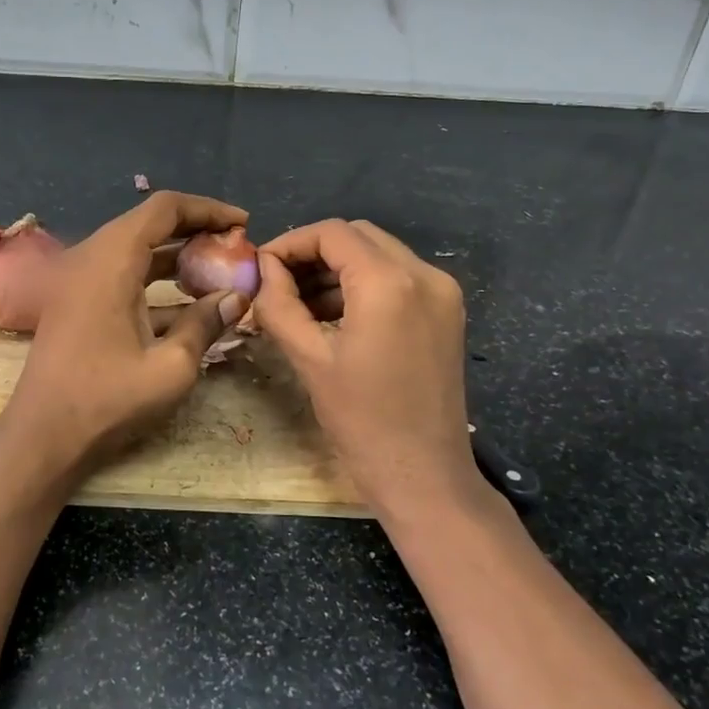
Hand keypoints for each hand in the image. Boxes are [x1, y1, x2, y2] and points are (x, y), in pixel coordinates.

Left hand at [0, 191, 251, 489]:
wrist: (42, 438)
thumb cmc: (106, 401)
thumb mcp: (171, 367)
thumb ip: (206, 323)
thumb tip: (238, 297)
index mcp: (111, 261)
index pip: (164, 209)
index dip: (207, 209)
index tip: (243, 223)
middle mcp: (91, 258)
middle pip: (149, 223)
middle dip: (195, 230)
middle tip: (234, 246)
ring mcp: (80, 280)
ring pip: (136, 249)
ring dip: (176, 255)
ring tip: (218, 270)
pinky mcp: (78, 302)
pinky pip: (123, 273)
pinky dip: (156, 279)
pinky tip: (188, 303)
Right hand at [254, 219, 476, 517]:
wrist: (424, 476)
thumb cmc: (361, 421)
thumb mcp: (309, 358)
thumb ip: (279, 303)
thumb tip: (264, 270)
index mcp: (390, 282)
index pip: (332, 233)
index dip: (290, 243)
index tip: (261, 267)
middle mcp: (424, 274)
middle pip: (358, 237)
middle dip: (313, 253)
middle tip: (278, 282)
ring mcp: (443, 292)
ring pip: (379, 255)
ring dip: (338, 269)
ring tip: (300, 303)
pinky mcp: (447, 312)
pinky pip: (398, 279)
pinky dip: (363, 285)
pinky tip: (333, 315)